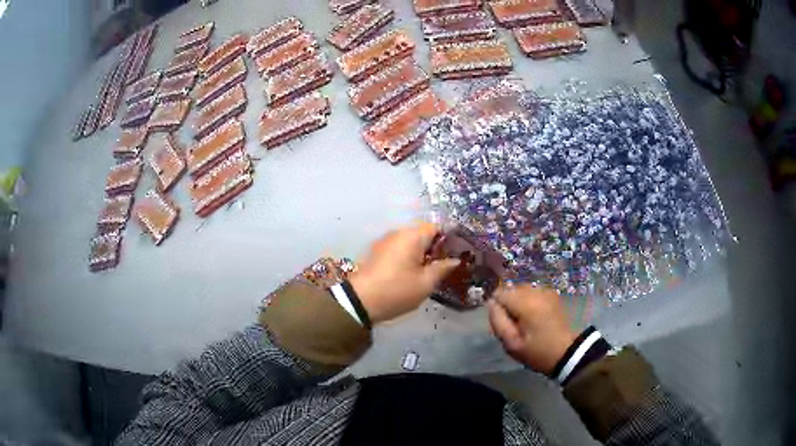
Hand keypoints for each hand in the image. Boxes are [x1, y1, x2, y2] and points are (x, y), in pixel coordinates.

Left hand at [349, 223, 459, 323]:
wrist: (359, 301)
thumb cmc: (396, 290)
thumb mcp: (425, 283)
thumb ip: (442, 268)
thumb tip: (455, 260)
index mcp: (412, 236)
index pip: (436, 227)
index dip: (449, 238)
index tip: (457, 252)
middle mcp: (397, 233)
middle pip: (422, 232)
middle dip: (435, 246)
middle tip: (445, 264)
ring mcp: (384, 241)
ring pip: (410, 240)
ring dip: (421, 251)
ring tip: (430, 269)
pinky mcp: (376, 251)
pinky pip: (398, 247)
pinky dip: (408, 255)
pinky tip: (412, 271)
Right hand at [488, 284, 577, 374]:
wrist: (567, 352)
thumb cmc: (537, 351)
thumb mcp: (511, 343)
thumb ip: (497, 321)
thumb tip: (491, 303)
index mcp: (525, 303)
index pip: (500, 293)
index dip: (497, 308)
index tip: (504, 323)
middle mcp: (536, 291)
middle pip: (511, 289)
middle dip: (508, 304)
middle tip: (514, 324)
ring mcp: (546, 291)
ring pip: (522, 290)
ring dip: (519, 302)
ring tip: (525, 321)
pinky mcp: (553, 295)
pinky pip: (533, 292)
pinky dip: (529, 301)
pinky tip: (535, 317)